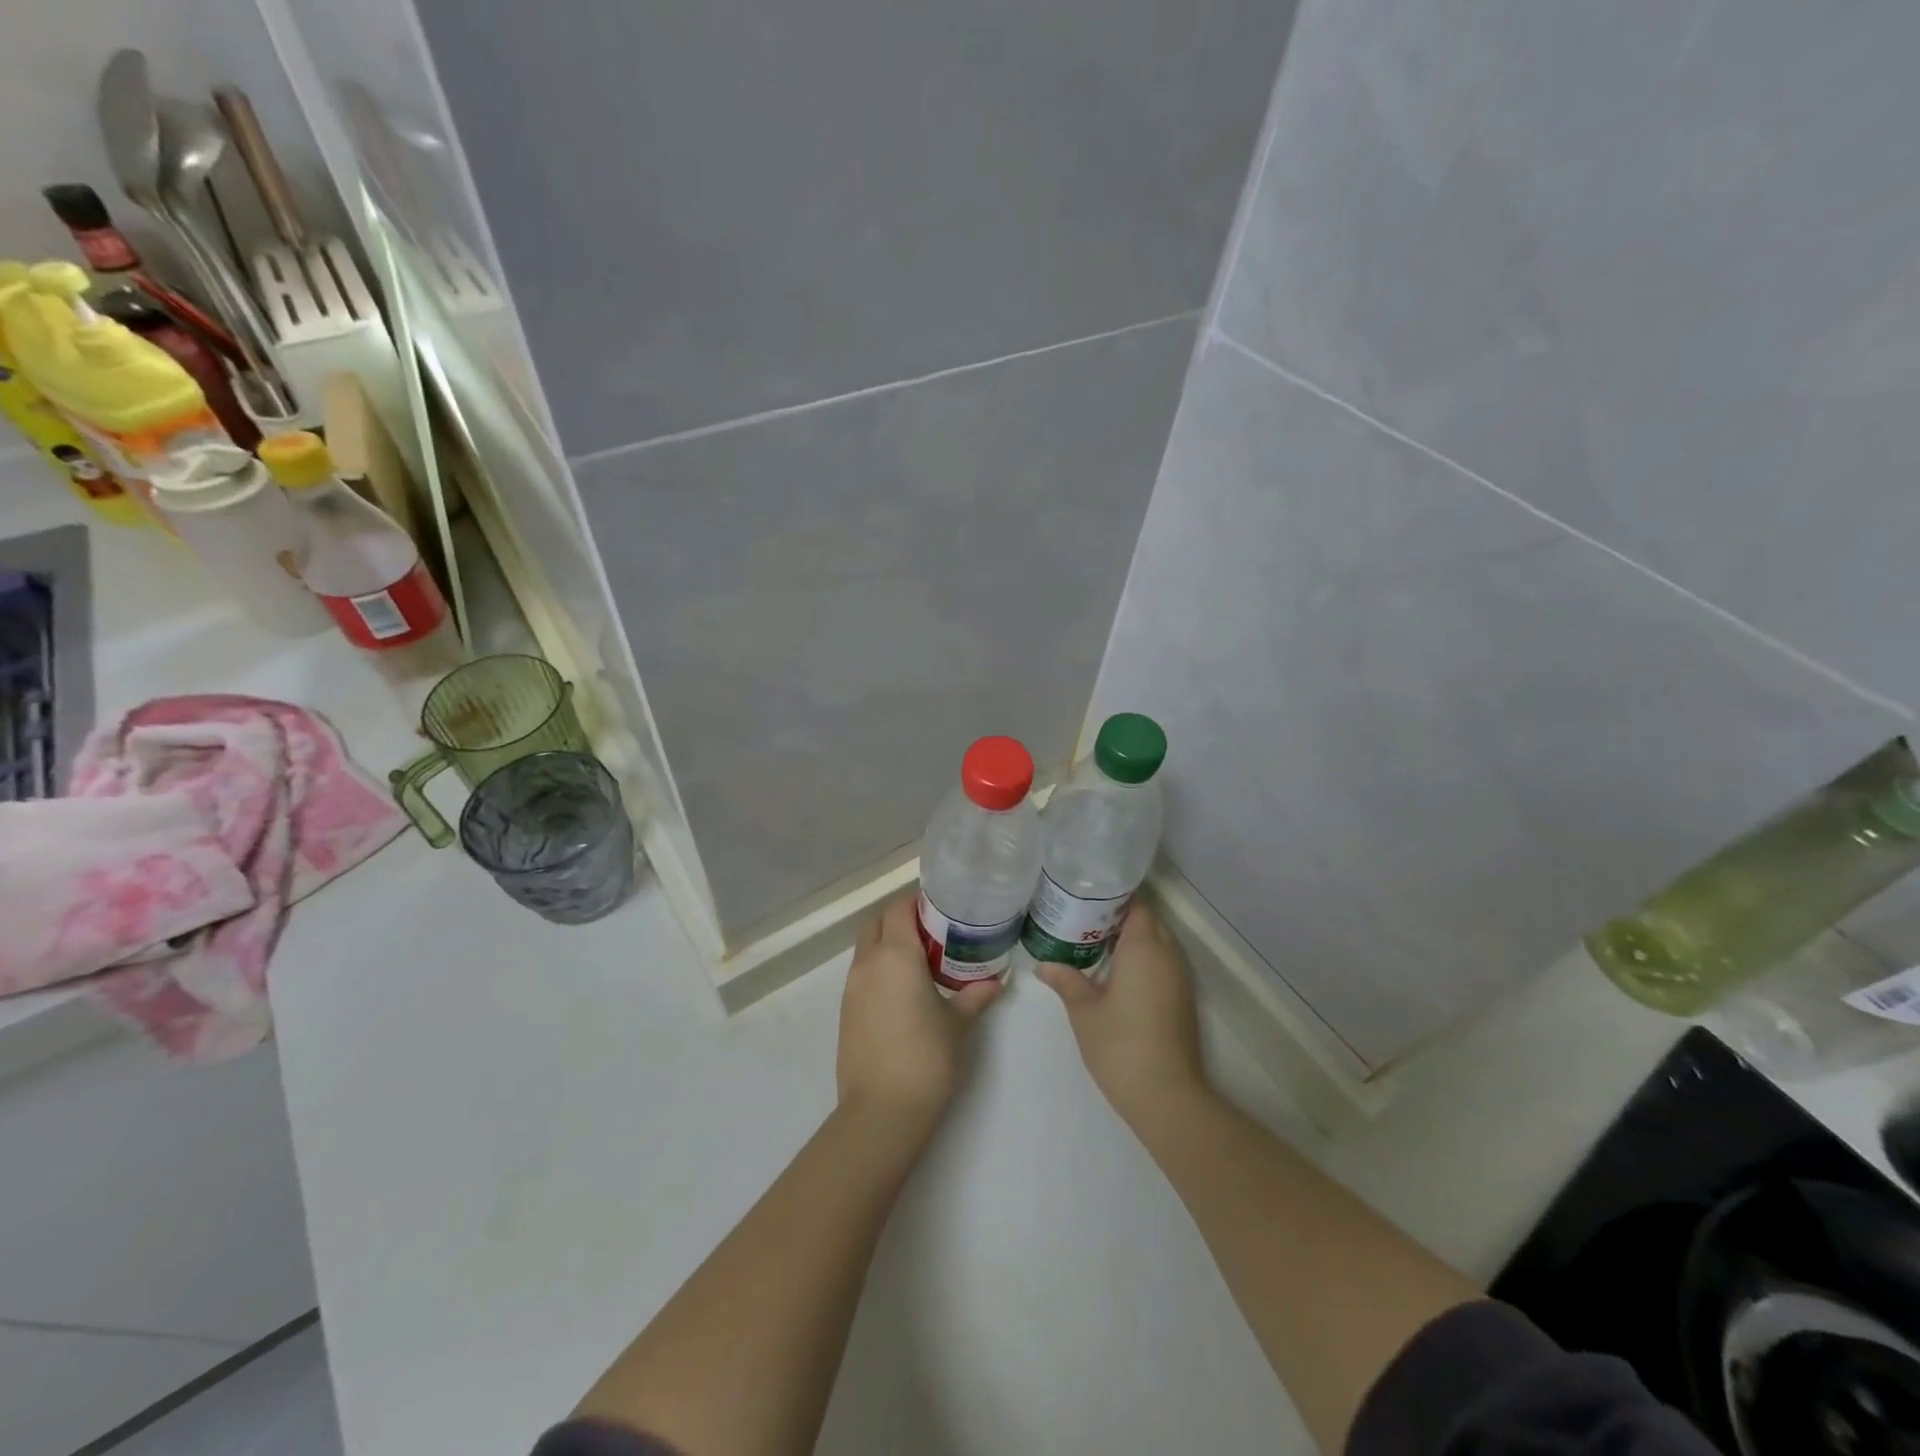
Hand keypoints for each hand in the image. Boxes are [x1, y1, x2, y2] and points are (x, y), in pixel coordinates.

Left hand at [837, 896, 1000, 1129]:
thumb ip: (975, 995)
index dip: (919, 902)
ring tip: (921, 961)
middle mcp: (868, 963)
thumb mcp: (958, 1024)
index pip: (900, 908)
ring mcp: (852, 987)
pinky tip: (904, 991)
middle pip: (877, 922)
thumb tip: (996, 981)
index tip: (944, 908)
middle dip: (900, 918)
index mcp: (896, 955)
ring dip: (888, 943)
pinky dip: (880, 968)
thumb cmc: (926, 1058)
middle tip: (933, 932)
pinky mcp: (846, 1010)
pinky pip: (862, 973)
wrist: (881, 1111)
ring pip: (867, 948)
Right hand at [1035, 900, 1207, 1126]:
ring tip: (1094, 946)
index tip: (1083, 902)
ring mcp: (1180, 978)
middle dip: (1118, 919)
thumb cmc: (1120, 1045)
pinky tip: (1116, 974)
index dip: (1111, 901)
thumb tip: (1043, 965)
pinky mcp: (1183, 999)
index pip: (1134, 906)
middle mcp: (1168, 955)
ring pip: (1157, 943)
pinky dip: (1143, 960)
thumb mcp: (1084, 1010)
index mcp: (1144, 947)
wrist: (1167, 1096)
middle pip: (1147, 922)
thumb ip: (1065, 980)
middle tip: (1082, 923)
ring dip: (1132, 941)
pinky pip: (1163, 964)